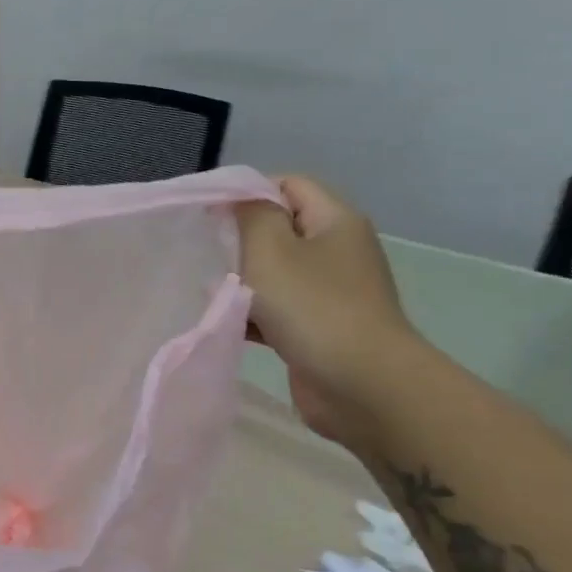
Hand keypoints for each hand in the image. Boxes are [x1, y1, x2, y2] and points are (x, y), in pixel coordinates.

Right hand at [234, 175, 421, 455]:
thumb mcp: (270, 248)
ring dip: (242, 280)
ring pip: (275, 271)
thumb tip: (238, 200)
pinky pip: (279, 308)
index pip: (287, 184)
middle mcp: (338, 250)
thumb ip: (249, 214)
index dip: (247, 192)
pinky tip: (228, 323)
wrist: (363, 386)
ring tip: (212, 291)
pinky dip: (253, 313)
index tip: (210, 214)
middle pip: (279, 228)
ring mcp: (332, 291)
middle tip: (208, 254)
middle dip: (239, 240)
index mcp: (335, 221)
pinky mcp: (320, 327)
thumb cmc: (313, 307)